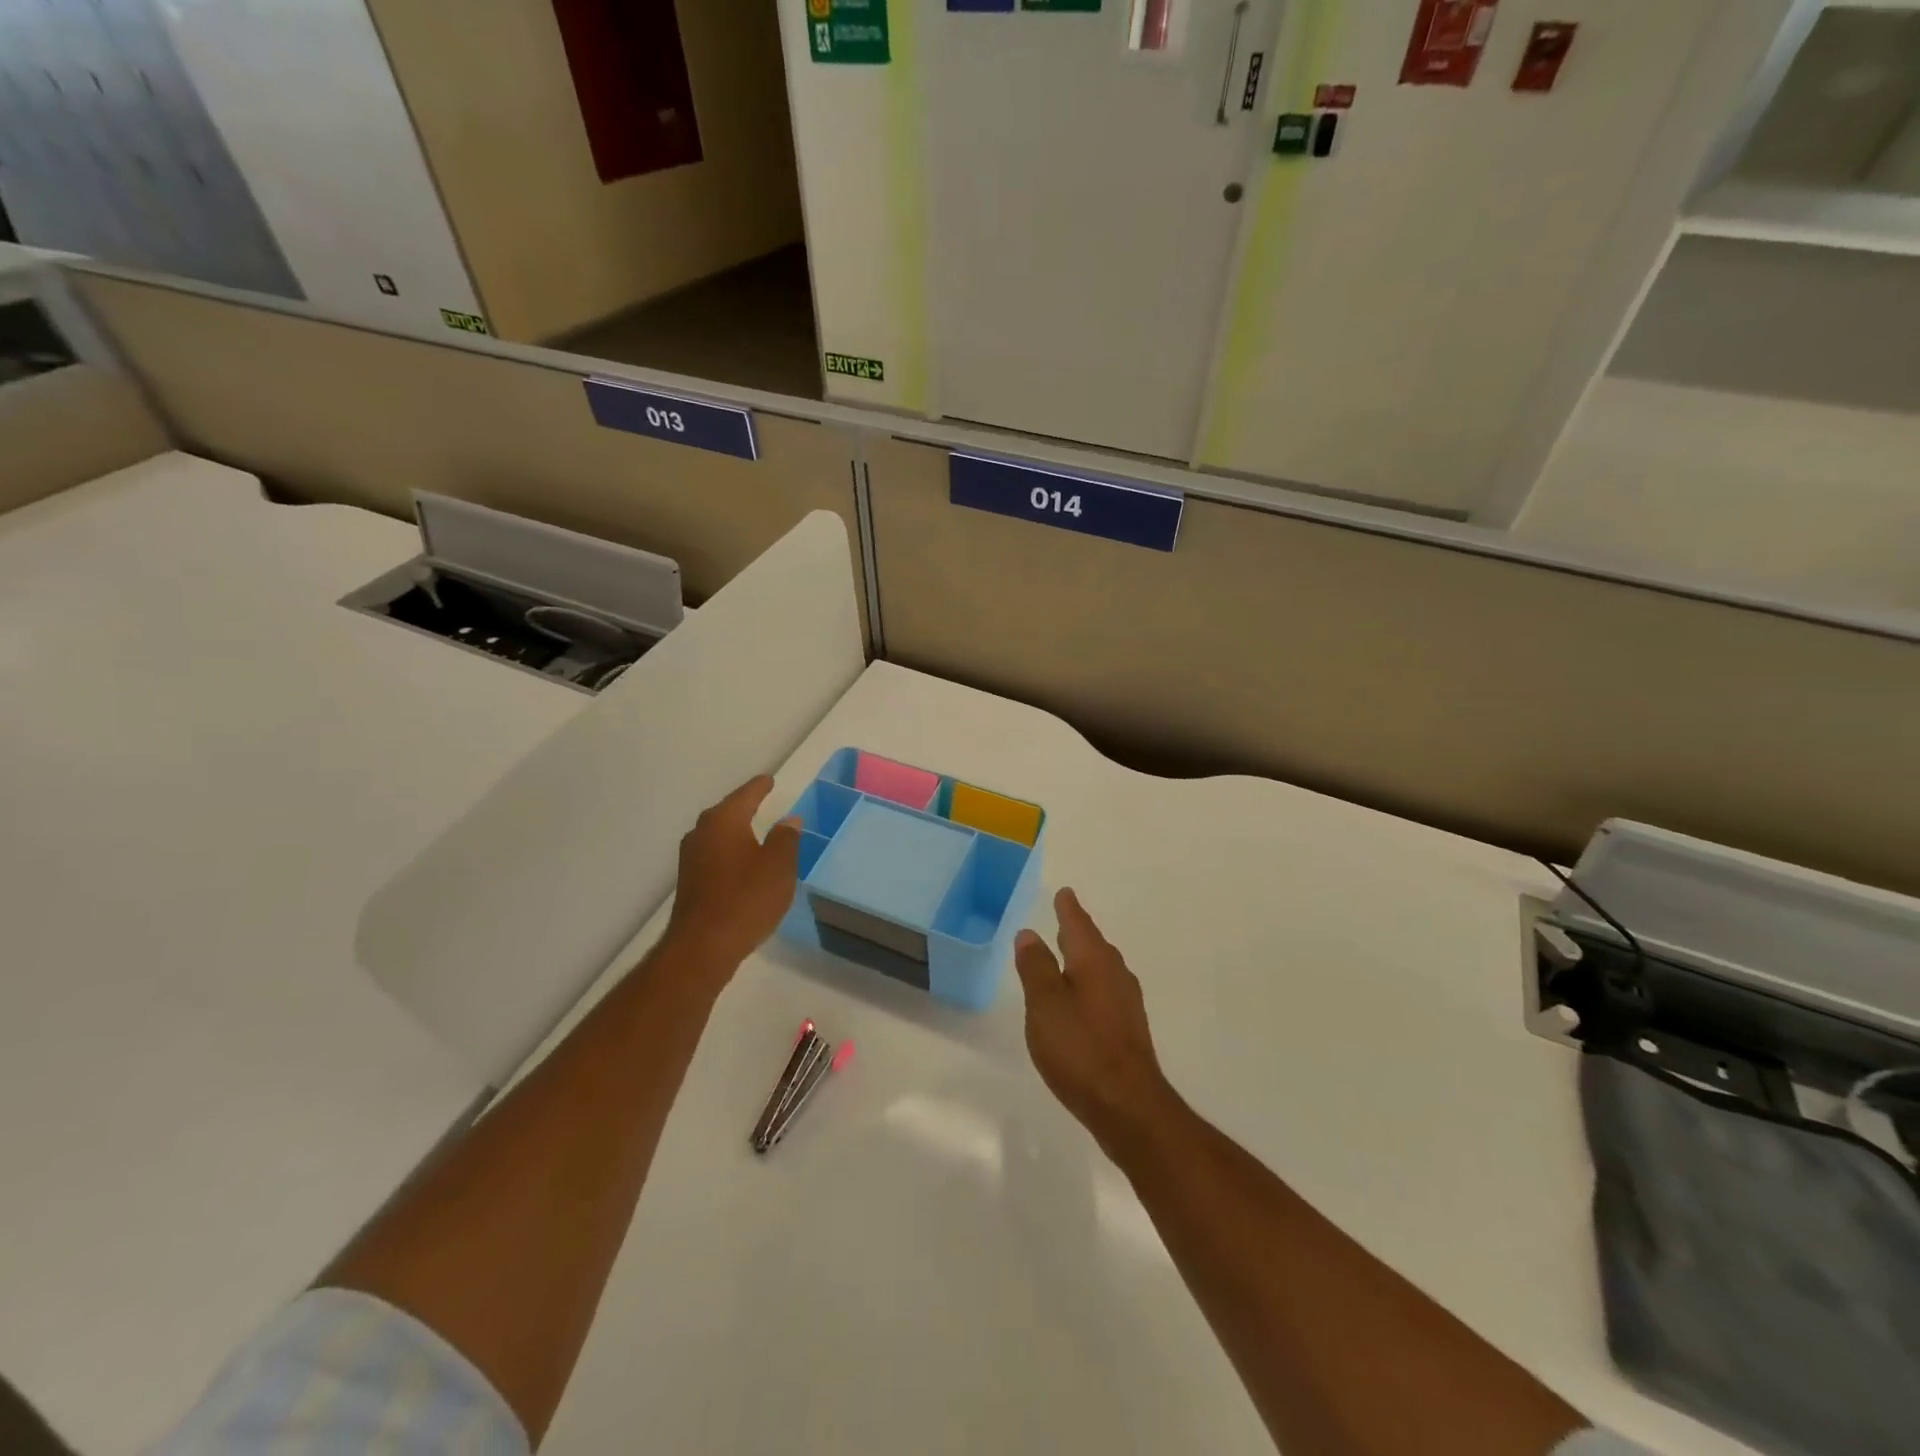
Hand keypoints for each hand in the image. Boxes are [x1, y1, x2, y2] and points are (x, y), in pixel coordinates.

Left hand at [661, 776, 800, 977]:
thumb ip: (786, 839)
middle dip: (744, 807)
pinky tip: (741, 864)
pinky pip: (714, 855)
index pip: (746, 795)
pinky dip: (729, 853)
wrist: (703, 947)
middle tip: (762, 801)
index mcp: (724, 821)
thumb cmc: (746, 899)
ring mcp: (691, 858)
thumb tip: (789, 820)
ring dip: (736, 832)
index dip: (760, 787)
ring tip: (755, 832)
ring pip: (718, 835)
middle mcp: (702, 833)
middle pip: (726, 812)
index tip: (769, 780)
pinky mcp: (690, 882)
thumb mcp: (778, 866)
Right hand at [1014, 888, 1177, 1152]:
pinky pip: (1105, 992)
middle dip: (1078, 931)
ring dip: (1084, 958)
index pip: (1078, 924)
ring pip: (1101, 969)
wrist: (1128, 1106)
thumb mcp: (1045, 1004)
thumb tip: (1029, 933)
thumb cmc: (1080, 1047)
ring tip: (1068, 955)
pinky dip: (1090, 985)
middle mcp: (1115, 974)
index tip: (1064, 892)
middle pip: (1093, 944)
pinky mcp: (1128, 1030)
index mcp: (1094, 961)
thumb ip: (1036, 967)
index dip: (1068, 908)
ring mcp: (1126, 1004)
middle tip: (1064, 917)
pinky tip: (1081, 1000)